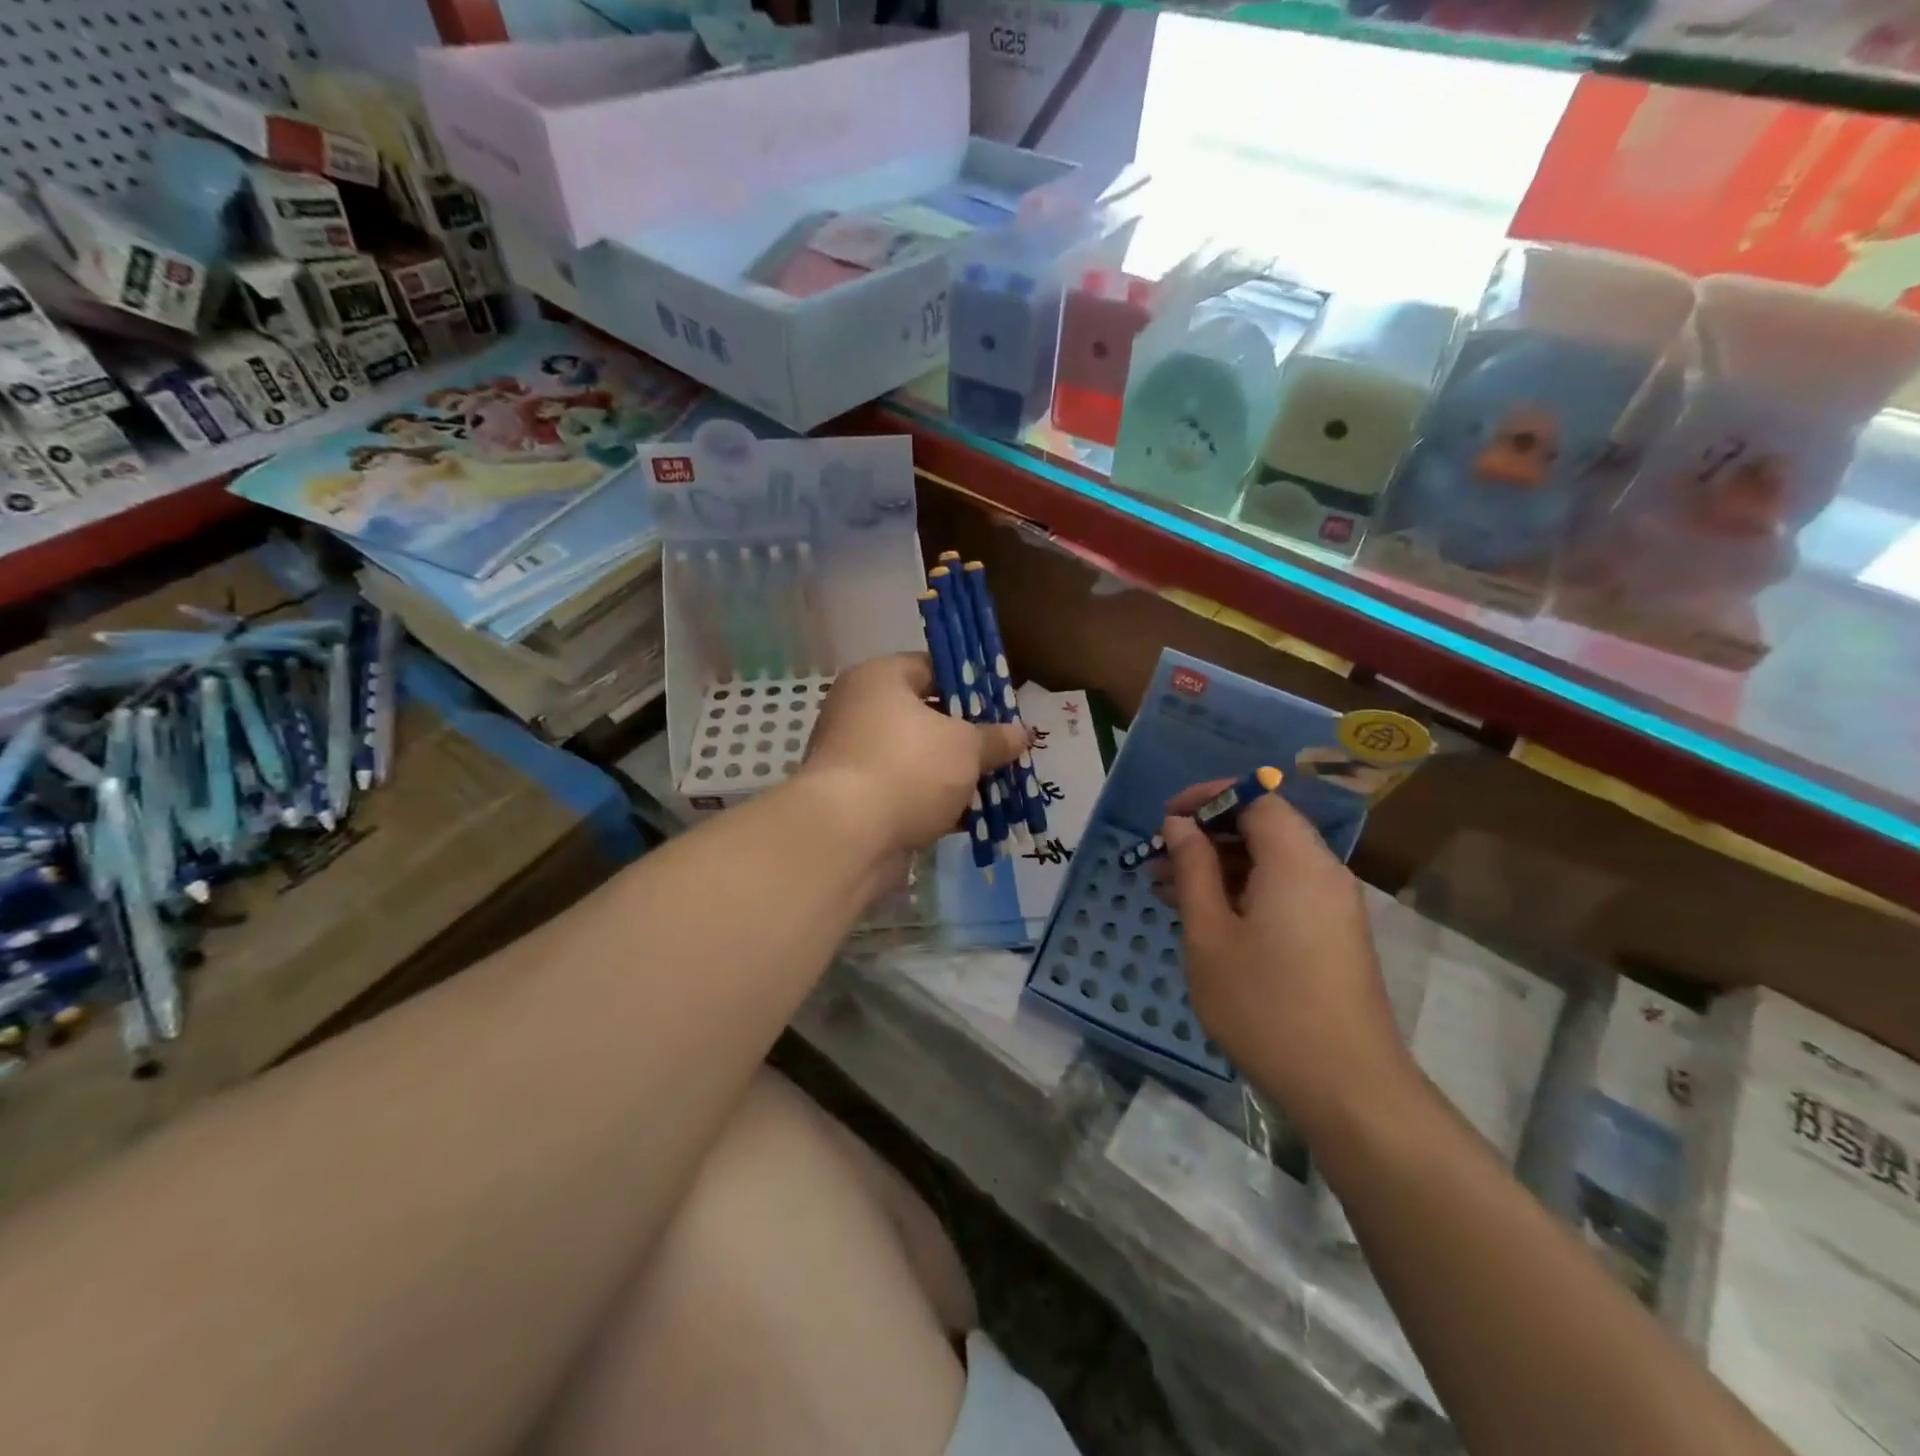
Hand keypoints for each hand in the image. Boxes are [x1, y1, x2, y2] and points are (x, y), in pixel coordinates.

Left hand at [800, 653, 1027, 859]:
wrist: (848, 837)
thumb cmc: (909, 768)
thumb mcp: (965, 747)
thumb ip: (994, 738)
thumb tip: (1022, 732)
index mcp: (879, 679)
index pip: (932, 667)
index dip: (971, 684)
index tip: (1003, 705)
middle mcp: (859, 710)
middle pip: (926, 716)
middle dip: (967, 736)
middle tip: (1004, 748)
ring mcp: (855, 757)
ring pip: (918, 758)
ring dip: (954, 774)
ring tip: (998, 785)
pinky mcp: (857, 800)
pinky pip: (906, 792)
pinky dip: (935, 803)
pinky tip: (972, 817)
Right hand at [1161, 785, 1414, 1134]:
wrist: (1348, 1089)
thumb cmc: (1265, 1006)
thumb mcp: (1209, 935)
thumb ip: (1193, 870)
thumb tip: (1180, 825)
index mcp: (1296, 861)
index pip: (1255, 798)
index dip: (1208, 797)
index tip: (1166, 817)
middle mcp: (1323, 872)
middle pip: (1264, 828)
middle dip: (1208, 836)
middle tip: (1159, 862)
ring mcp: (1334, 905)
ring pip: (1272, 862)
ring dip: (1221, 867)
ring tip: (1169, 891)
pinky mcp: (1335, 935)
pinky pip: (1286, 891)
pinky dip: (1245, 892)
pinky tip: (1207, 919)